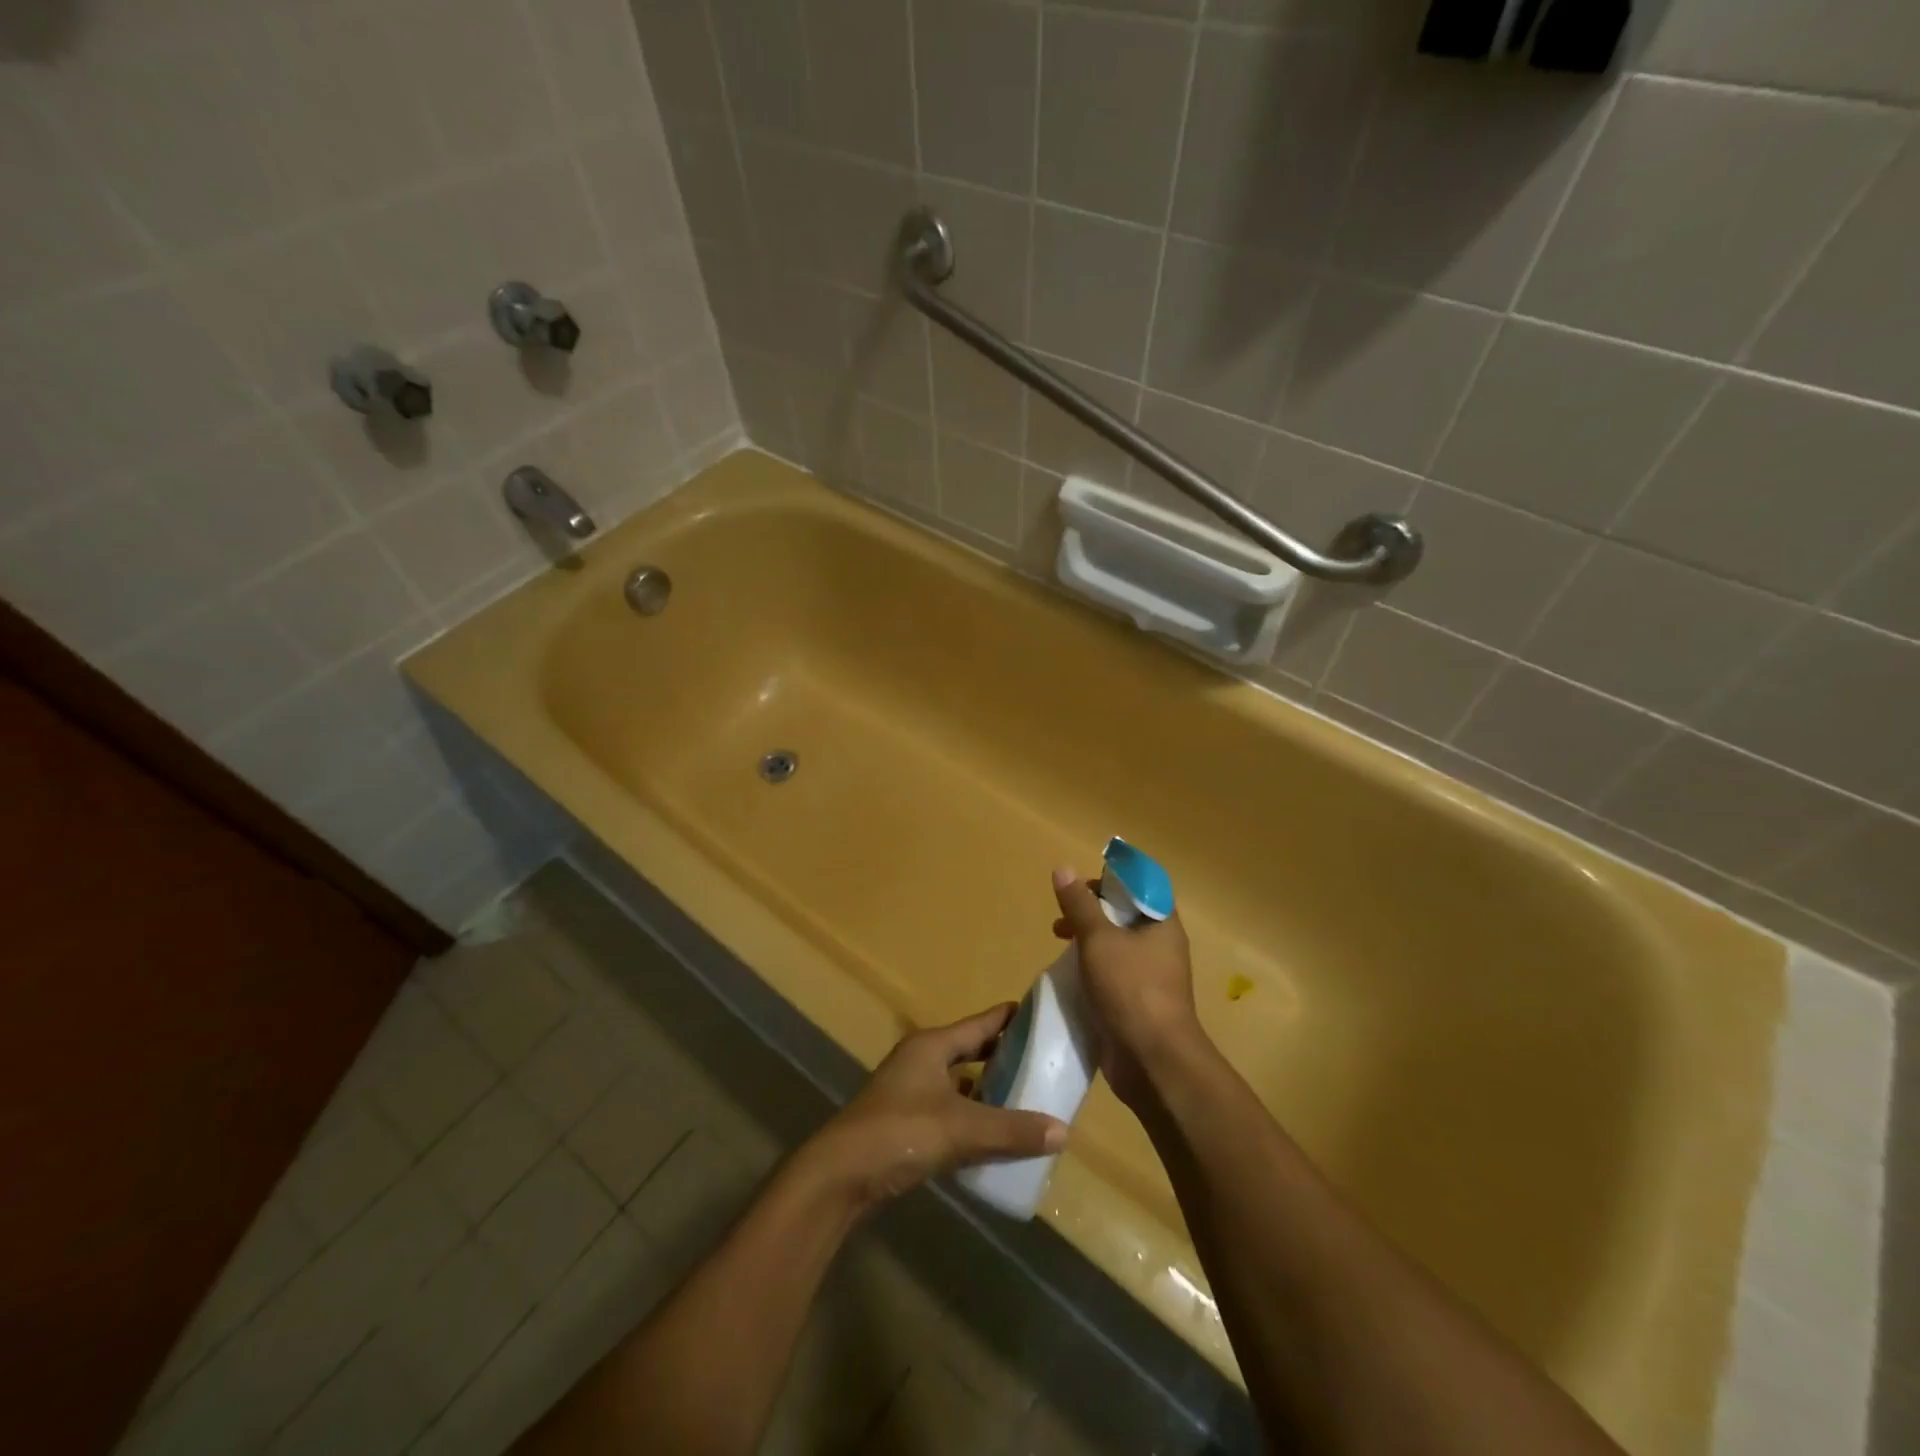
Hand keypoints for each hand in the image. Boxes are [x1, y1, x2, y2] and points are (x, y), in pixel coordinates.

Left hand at [803, 1005, 1068, 1209]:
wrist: (840, 1176)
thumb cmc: (900, 1133)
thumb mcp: (962, 1128)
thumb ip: (1012, 1130)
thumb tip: (1064, 1131)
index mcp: (932, 1046)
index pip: (981, 1023)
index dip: (1012, 1018)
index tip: (1044, 1015)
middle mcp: (921, 1060)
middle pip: (971, 1050)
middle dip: (1004, 1055)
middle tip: (1044, 1061)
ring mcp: (910, 1092)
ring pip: (960, 1083)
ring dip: (989, 1090)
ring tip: (1027, 1099)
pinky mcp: (906, 1123)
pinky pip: (950, 1112)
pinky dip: (972, 1118)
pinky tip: (995, 1136)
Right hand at [1051, 866, 1199, 1108]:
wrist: (1153, 1061)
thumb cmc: (1131, 989)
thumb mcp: (1099, 939)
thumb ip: (1080, 905)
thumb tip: (1063, 868)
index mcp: (1162, 924)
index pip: (1142, 886)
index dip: (1113, 879)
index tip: (1082, 885)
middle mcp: (1161, 946)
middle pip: (1125, 915)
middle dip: (1092, 910)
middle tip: (1063, 916)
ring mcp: (1151, 977)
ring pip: (1117, 946)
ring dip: (1088, 940)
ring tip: (1059, 942)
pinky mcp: (1137, 1004)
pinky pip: (1113, 975)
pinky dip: (1091, 969)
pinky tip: (1069, 975)